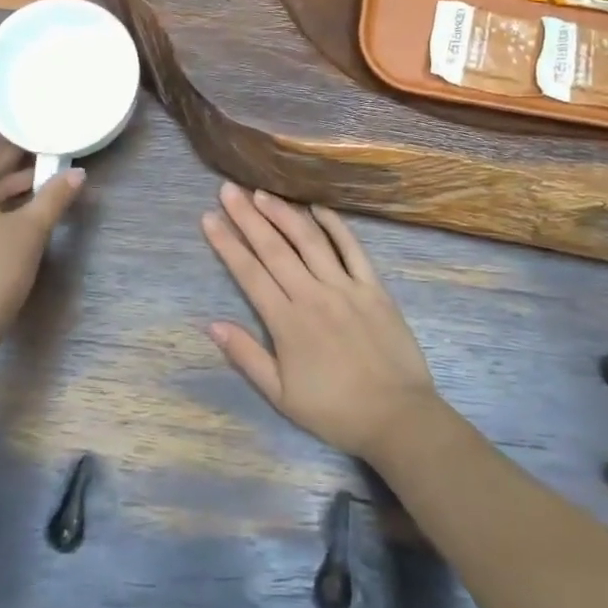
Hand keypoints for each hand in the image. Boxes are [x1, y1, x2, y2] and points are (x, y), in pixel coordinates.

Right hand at [201, 182, 437, 458]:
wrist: (398, 417)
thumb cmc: (334, 410)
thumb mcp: (280, 395)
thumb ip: (247, 356)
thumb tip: (212, 324)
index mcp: (286, 321)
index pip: (249, 273)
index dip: (227, 243)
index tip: (209, 218)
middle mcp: (312, 294)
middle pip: (274, 248)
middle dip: (247, 216)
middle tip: (228, 190)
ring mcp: (345, 287)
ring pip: (309, 240)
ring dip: (283, 213)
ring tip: (262, 193)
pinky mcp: (374, 287)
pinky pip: (352, 248)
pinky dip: (335, 225)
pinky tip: (318, 208)